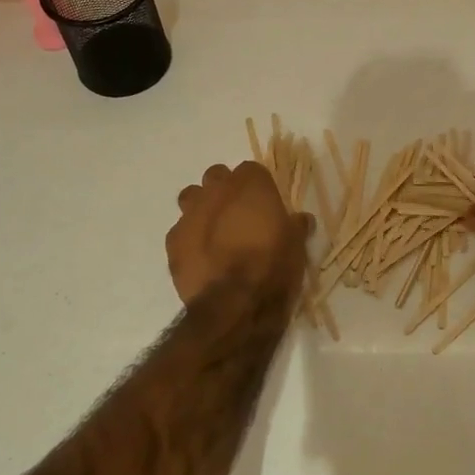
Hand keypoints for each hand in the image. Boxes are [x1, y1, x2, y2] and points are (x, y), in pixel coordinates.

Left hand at [168, 162, 310, 305]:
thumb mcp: (296, 246)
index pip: (251, 170)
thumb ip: (295, 226)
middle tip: (239, 215)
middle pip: (217, 176)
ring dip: (201, 208)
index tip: (265, 205)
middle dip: (225, 190)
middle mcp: (216, 191)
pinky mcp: (173, 241)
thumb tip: (301, 219)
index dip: (258, 186)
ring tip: (215, 232)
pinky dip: (189, 239)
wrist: (235, 304)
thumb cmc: (273, 267)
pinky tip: (201, 257)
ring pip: (191, 197)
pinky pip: (180, 231)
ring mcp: (190, 214)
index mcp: (250, 185)